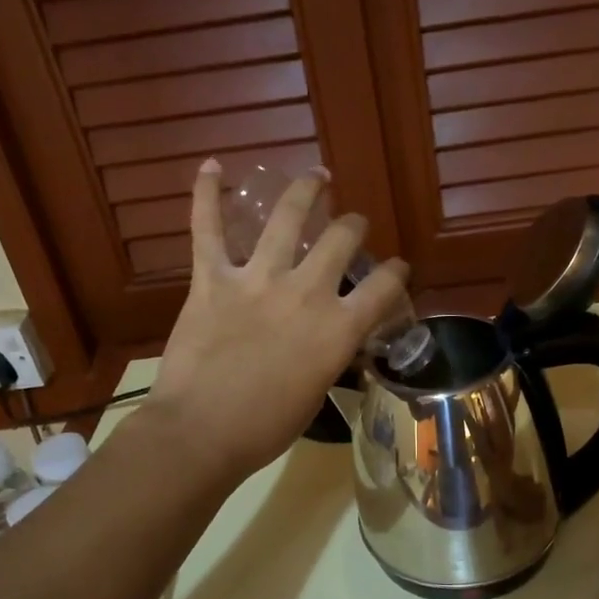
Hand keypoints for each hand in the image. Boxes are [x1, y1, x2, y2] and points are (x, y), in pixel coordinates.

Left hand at [145, 160, 409, 480]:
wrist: (201, 433)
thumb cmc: (264, 428)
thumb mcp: (316, 393)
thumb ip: (329, 356)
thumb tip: (328, 342)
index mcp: (338, 329)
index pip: (384, 287)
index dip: (397, 272)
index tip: (397, 268)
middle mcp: (306, 293)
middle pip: (342, 240)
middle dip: (354, 227)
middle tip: (352, 225)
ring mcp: (257, 280)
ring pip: (287, 219)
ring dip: (305, 191)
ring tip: (316, 175)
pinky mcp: (212, 280)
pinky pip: (207, 229)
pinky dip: (207, 195)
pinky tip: (212, 166)